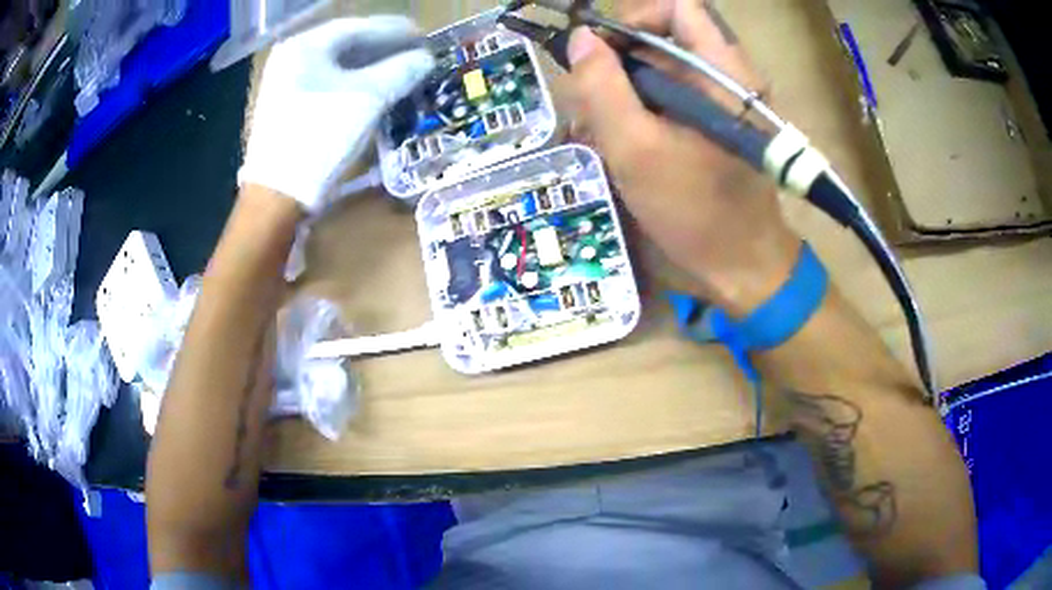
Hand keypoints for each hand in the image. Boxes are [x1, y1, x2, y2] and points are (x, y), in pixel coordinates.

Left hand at [240, 16, 434, 213]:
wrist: (276, 197)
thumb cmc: (319, 138)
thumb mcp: (368, 98)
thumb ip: (401, 70)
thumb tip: (426, 58)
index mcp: (305, 46)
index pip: (358, 27)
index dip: (395, 30)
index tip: (423, 35)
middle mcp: (291, 58)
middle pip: (346, 44)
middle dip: (384, 48)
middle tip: (416, 52)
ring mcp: (286, 83)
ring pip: (337, 65)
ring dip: (372, 66)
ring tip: (401, 70)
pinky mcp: (288, 107)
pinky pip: (328, 84)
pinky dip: (354, 83)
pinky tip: (375, 89)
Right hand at [565, 0, 801, 315]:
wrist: (742, 264)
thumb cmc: (695, 212)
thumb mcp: (636, 149)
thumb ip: (603, 87)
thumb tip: (580, 39)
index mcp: (722, 72)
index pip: (677, 8)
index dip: (633, 20)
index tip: (602, 54)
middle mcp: (726, 75)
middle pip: (662, 38)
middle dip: (618, 63)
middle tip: (590, 102)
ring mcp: (721, 99)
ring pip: (661, 68)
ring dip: (622, 91)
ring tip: (597, 130)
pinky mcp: (713, 120)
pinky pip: (669, 95)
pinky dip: (639, 110)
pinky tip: (619, 141)